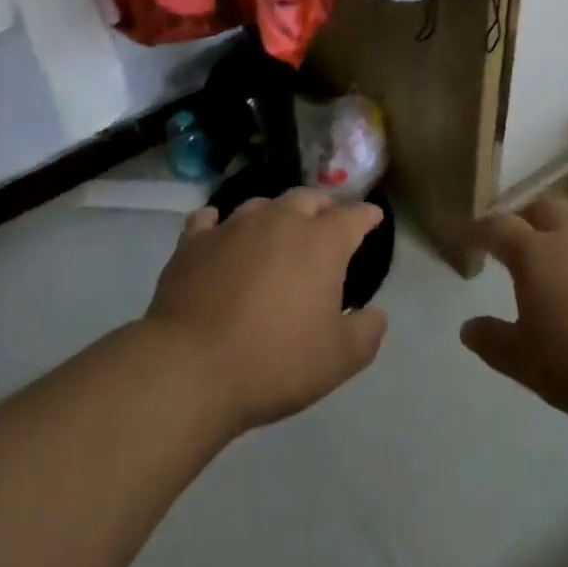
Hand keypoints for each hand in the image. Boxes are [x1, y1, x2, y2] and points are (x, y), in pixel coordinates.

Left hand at [146, 190, 387, 435]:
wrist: (191, 368)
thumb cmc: (275, 362)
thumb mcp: (338, 360)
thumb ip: (366, 332)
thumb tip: (376, 314)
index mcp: (320, 242)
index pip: (353, 216)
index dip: (367, 215)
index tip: (373, 218)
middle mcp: (279, 220)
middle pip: (308, 198)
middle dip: (323, 207)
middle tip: (326, 225)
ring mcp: (233, 226)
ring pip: (262, 204)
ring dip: (276, 214)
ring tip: (277, 232)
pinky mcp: (194, 240)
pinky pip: (210, 220)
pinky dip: (220, 224)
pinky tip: (220, 233)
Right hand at [461, 196, 567, 434]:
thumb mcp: (527, 363)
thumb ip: (494, 341)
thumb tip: (467, 327)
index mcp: (534, 253)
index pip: (497, 227)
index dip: (477, 228)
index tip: (462, 231)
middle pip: (543, 208)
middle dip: (526, 217)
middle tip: (518, 239)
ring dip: (567, 236)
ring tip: (565, 263)